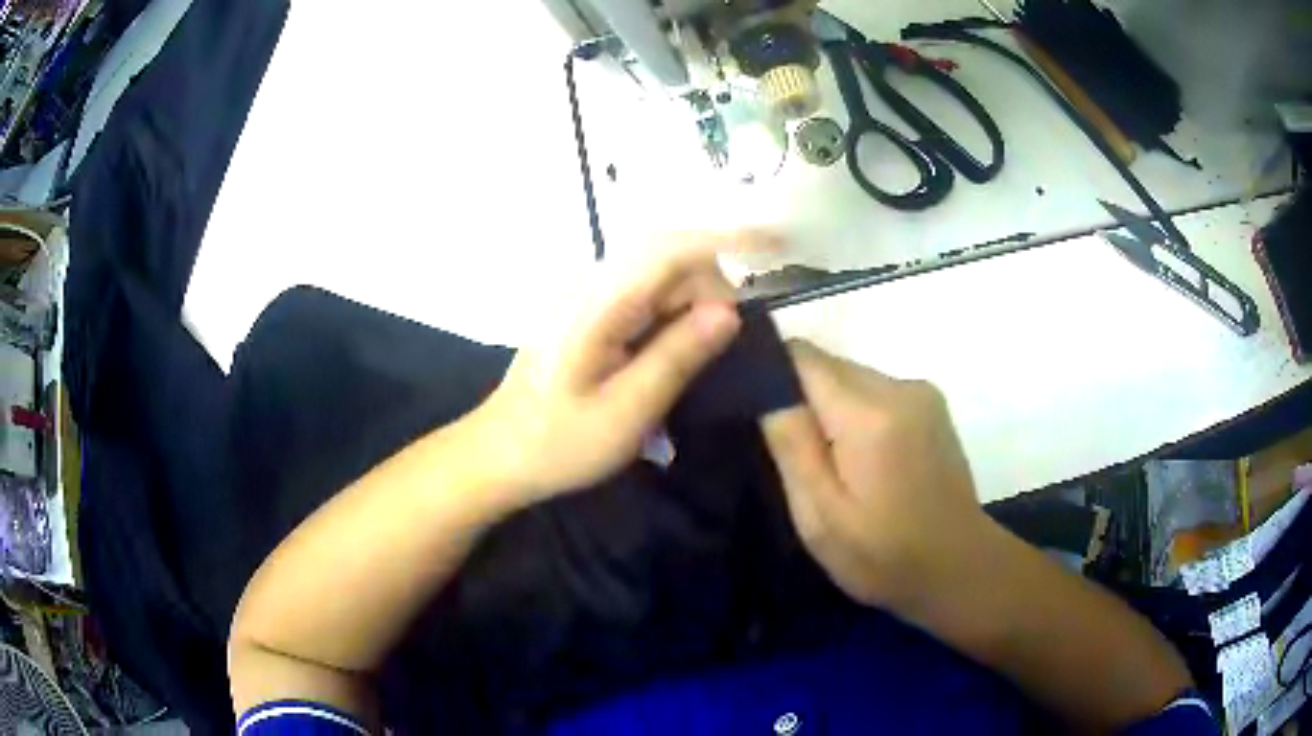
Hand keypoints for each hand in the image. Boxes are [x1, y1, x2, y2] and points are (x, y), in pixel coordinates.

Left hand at [468, 237, 759, 504]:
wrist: (499, 454)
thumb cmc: (558, 442)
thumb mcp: (627, 410)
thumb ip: (678, 356)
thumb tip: (730, 311)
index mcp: (599, 304)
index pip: (673, 249)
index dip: (729, 238)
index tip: (779, 244)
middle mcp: (592, 285)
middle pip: (670, 259)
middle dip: (714, 288)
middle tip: (736, 343)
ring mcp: (587, 297)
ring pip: (659, 278)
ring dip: (694, 305)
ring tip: (710, 355)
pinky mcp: (589, 314)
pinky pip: (644, 297)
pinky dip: (674, 315)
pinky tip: (680, 350)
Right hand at [761, 340, 989, 611]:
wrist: (959, 568)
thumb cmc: (884, 556)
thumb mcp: (820, 517)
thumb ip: (792, 445)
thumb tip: (766, 387)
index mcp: (869, 414)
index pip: (802, 357)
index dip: (772, 375)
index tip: (757, 414)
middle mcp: (899, 386)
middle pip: (829, 365)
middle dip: (802, 398)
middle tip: (794, 455)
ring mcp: (922, 392)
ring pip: (852, 378)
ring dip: (831, 409)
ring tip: (830, 464)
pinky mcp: (933, 405)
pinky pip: (876, 391)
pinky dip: (857, 415)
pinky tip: (862, 460)